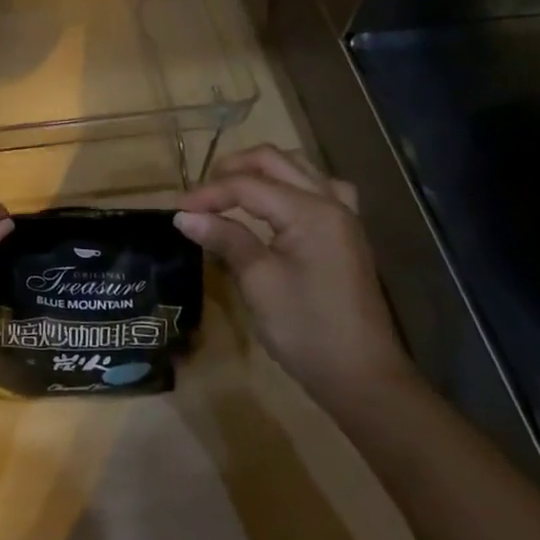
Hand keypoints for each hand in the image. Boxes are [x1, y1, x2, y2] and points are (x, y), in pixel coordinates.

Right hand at [174, 144, 413, 408]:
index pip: (247, 185)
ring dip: (261, 171)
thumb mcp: (259, 282)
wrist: (363, 377)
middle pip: (274, 161)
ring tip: (231, 191)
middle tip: (201, 194)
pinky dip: (292, 185)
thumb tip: (183, 216)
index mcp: (310, 212)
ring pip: (298, 168)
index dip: (208, 194)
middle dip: (233, 170)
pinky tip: (278, 203)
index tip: (176, 210)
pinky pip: (320, 189)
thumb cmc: (307, 329)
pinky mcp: (345, 234)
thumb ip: (225, 239)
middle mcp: (330, 203)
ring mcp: (343, 217)